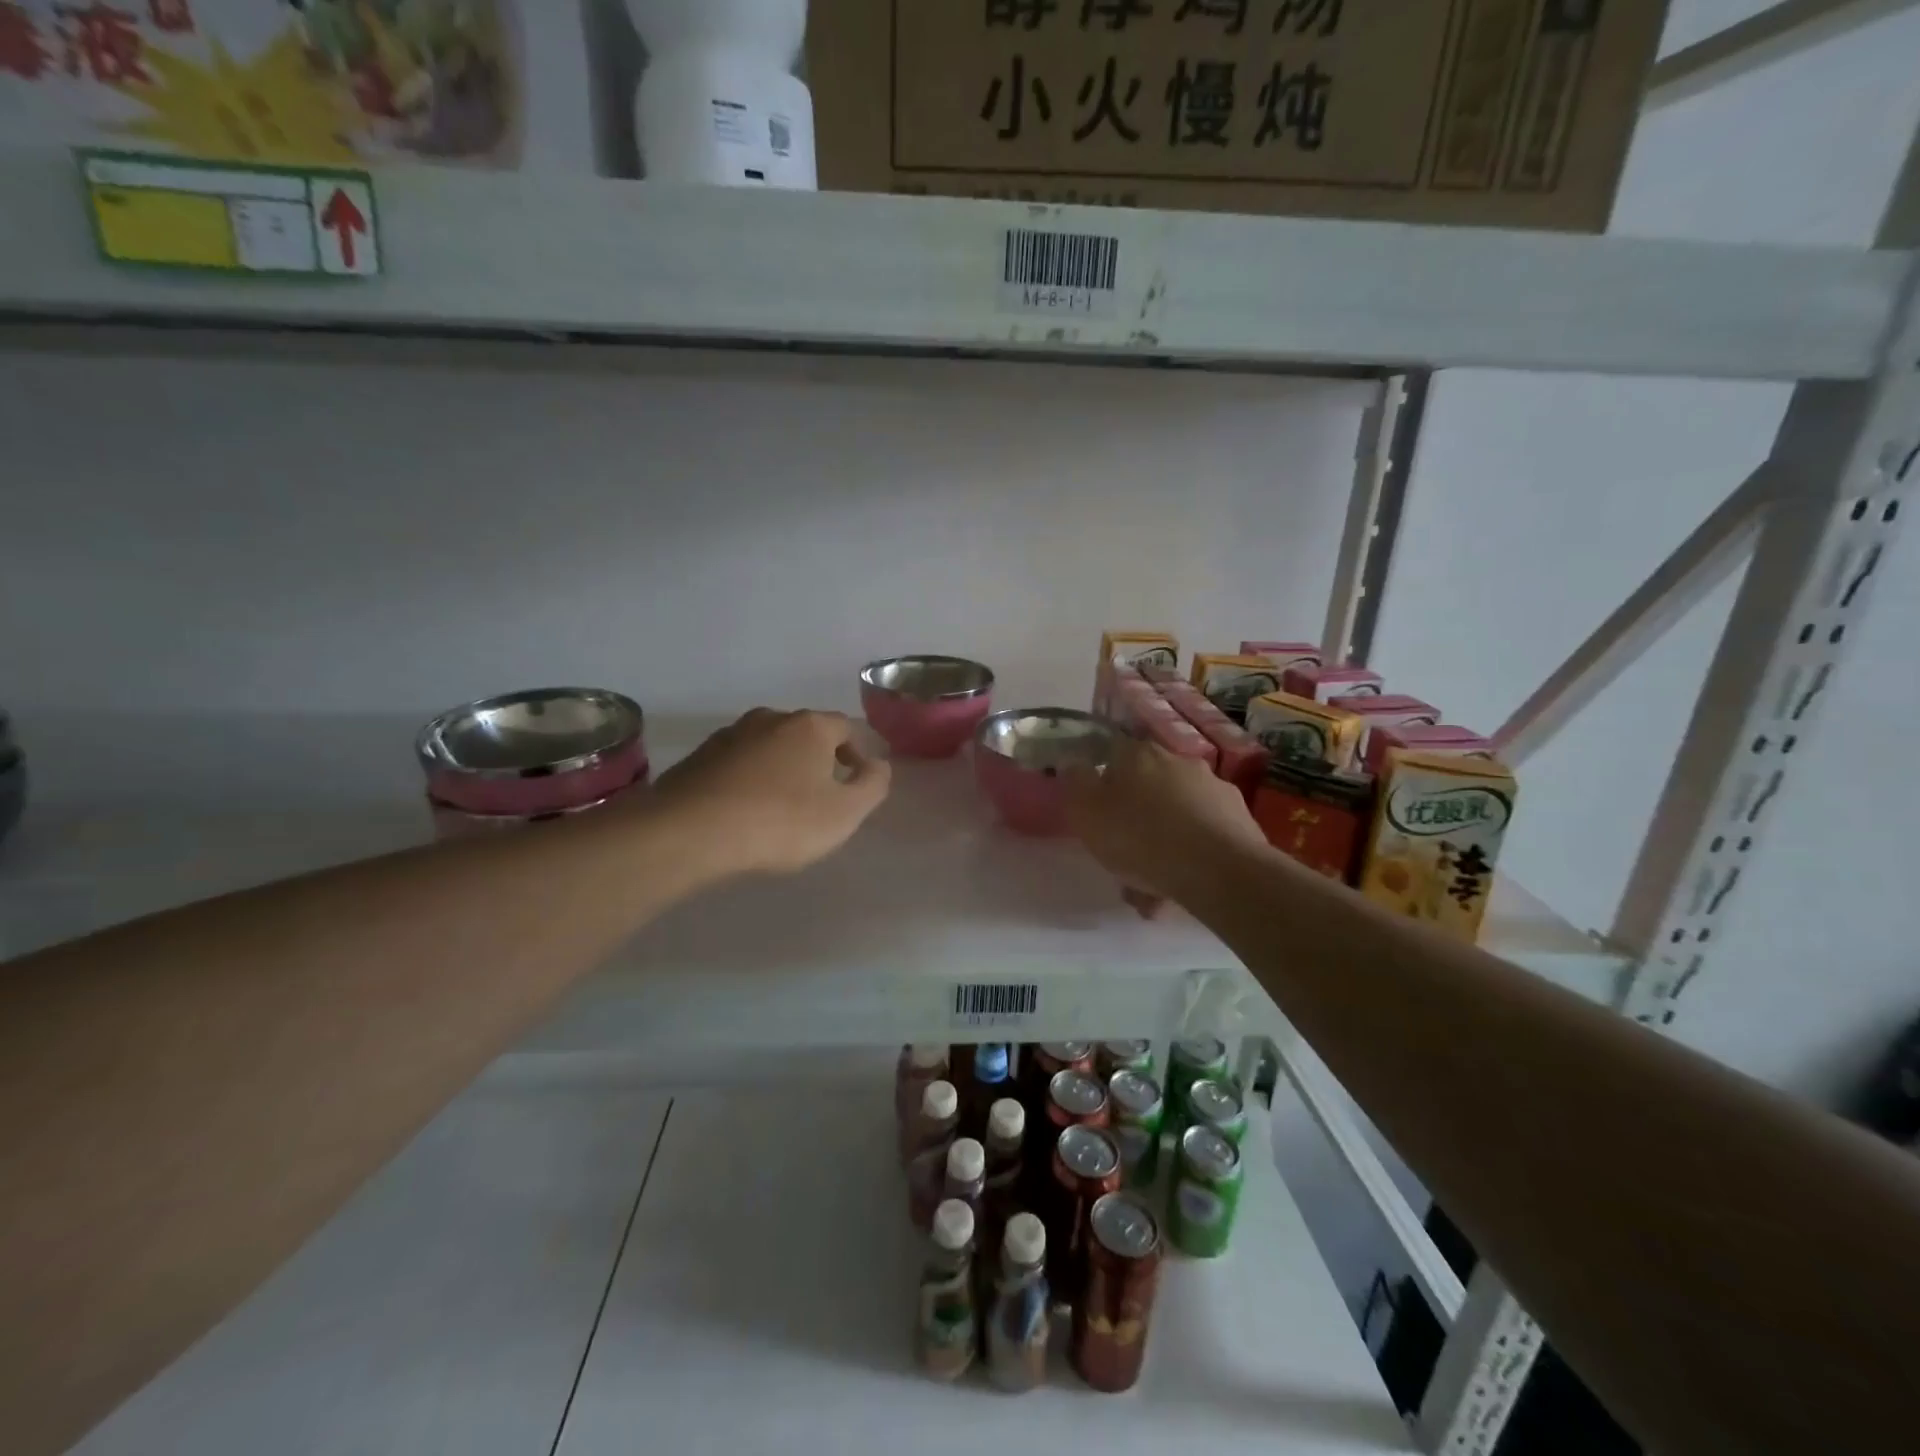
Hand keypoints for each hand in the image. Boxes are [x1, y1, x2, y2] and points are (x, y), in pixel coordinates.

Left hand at [652, 708, 890, 876]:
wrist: (690, 832)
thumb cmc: (780, 821)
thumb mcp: (844, 813)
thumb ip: (872, 785)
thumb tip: (879, 764)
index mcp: (809, 726)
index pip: (846, 727)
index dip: (858, 751)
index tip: (858, 780)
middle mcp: (769, 719)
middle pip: (805, 733)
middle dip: (818, 758)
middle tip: (821, 794)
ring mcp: (729, 735)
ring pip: (767, 746)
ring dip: (780, 768)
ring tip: (781, 805)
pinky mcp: (697, 758)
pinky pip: (736, 764)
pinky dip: (748, 780)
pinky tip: (744, 810)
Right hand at [1065, 737, 1266, 905]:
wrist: (1220, 871)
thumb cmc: (1141, 838)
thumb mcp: (1087, 813)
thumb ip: (1076, 784)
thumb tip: (1073, 764)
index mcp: (1137, 754)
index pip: (1111, 755)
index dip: (1101, 785)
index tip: (1096, 816)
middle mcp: (1178, 762)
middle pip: (1146, 789)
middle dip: (1133, 821)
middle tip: (1122, 858)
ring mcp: (1213, 788)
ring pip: (1174, 816)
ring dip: (1161, 845)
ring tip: (1151, 889)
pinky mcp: (1239, 819)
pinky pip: (1202, 836)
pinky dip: (1189, 857)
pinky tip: (1180, 889)